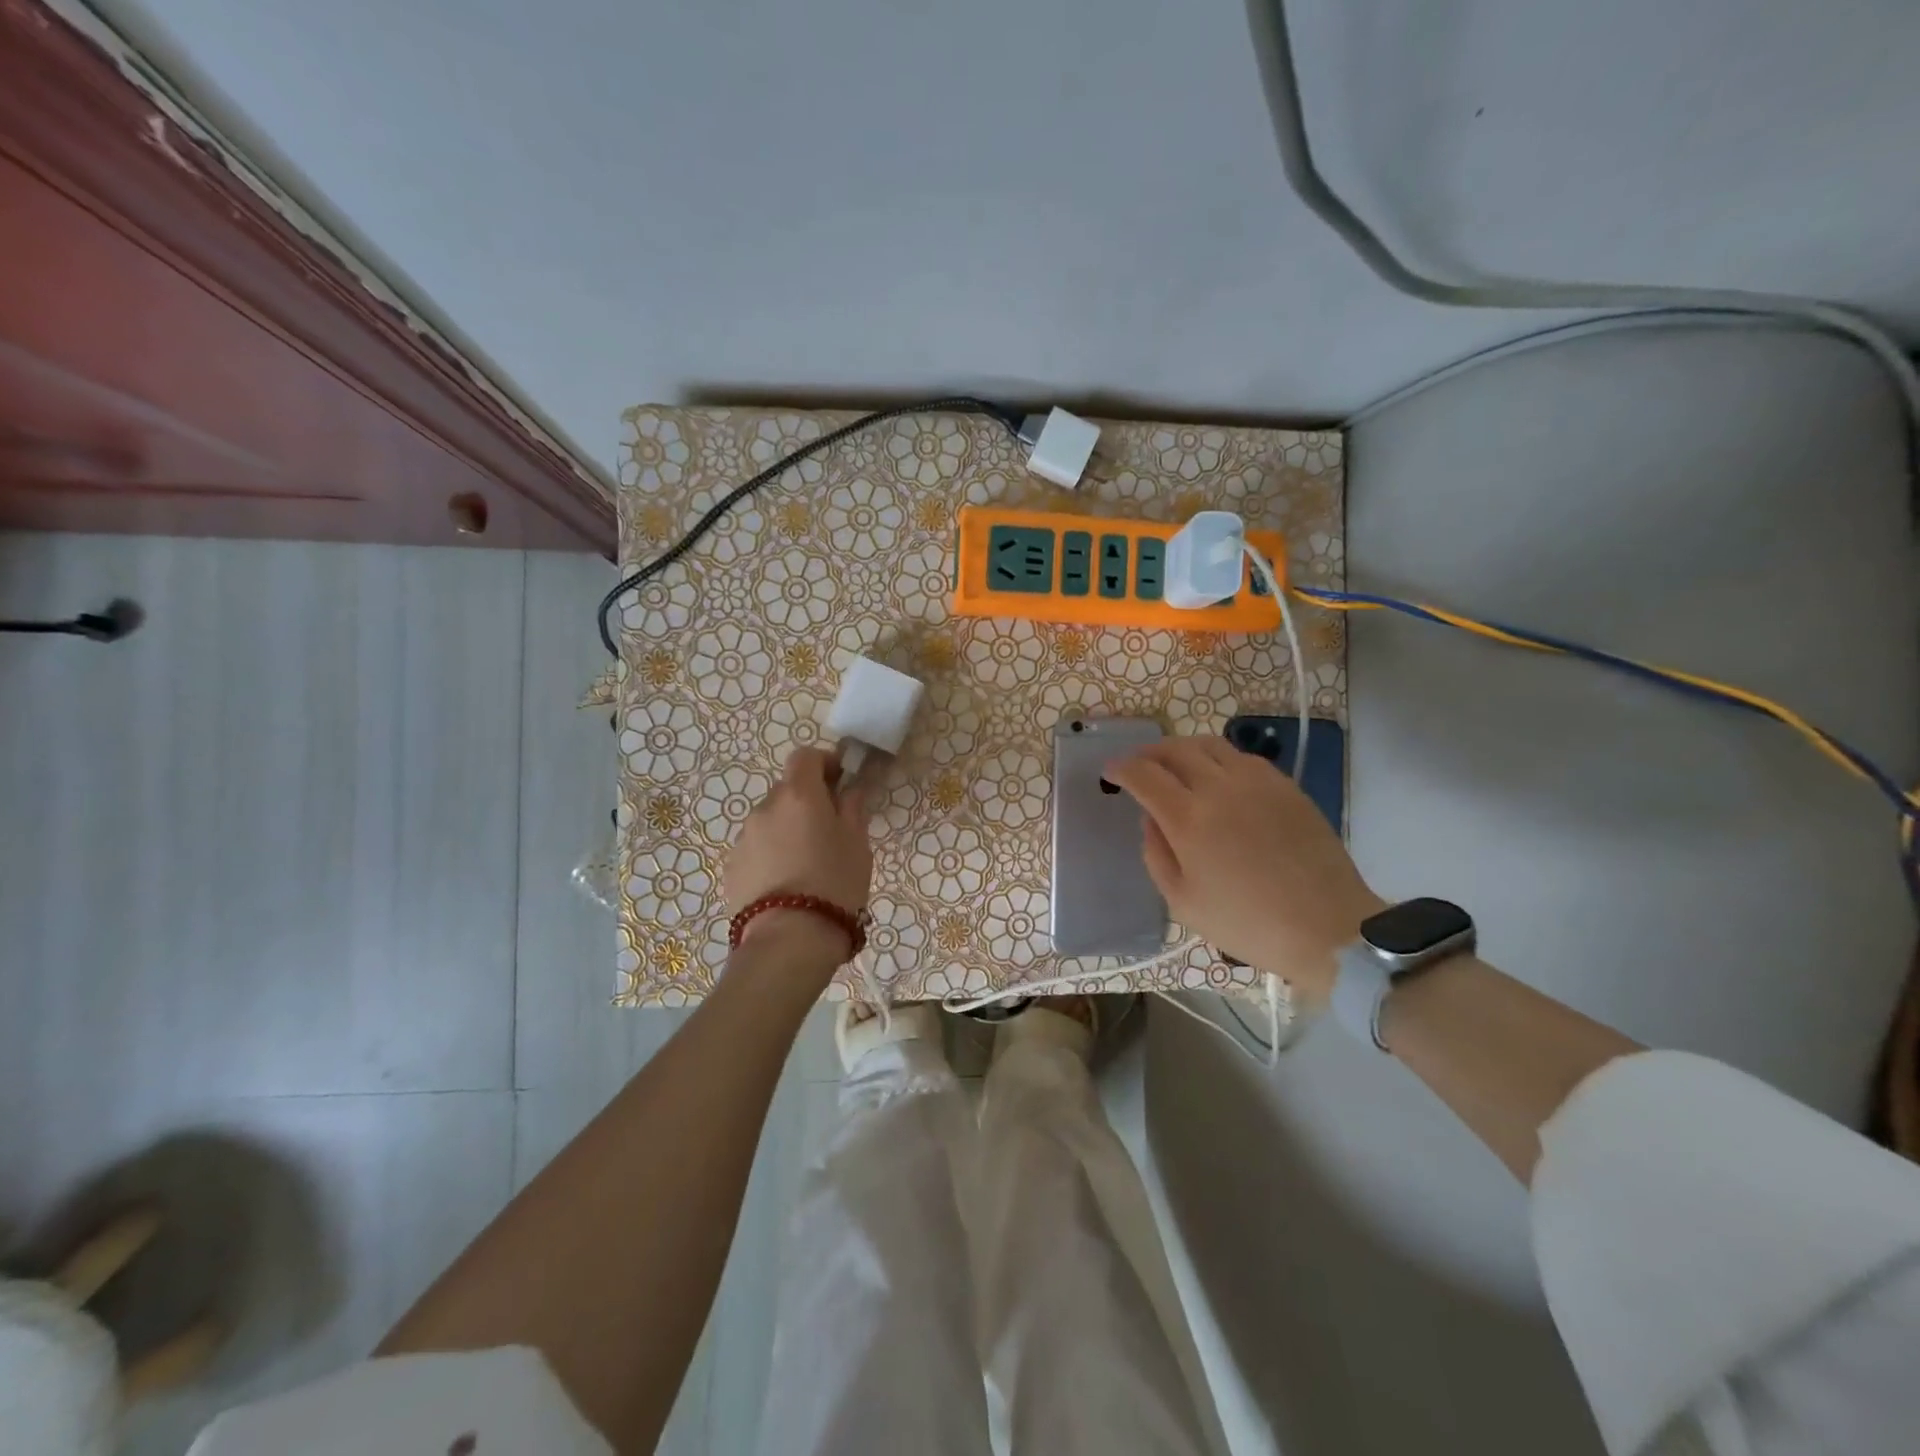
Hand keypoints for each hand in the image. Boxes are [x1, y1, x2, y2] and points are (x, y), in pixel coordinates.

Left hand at [725, 747, 872, 963]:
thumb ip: (853, 808)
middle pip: (787, 790)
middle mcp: (765, 808)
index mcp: (798, 794)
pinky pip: (757, 849)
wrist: (789, 940)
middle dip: (808, 802)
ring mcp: (743, 839)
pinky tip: (788, 885)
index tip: (841, 783)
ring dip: (788, 830)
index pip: (805, 756)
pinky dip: (772, 855)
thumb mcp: (857, 843)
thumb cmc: (835, 884)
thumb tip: (851, 788)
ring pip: (771, 822)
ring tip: (808, 866)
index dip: (824, 763)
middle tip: (830, 831)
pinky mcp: (731, 868)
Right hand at [1104, 737, 1385, 1003]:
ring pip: (1210, 744)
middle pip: (1175, 749)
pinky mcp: (1286, 786)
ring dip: (1183, 749)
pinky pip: (1243, 757)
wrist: (1327, 927)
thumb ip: (1156, 854)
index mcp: (1189, 819)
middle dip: (1149, 752)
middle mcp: (1220, 788)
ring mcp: (1257, 782)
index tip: (1111, 771)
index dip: (1122, 768)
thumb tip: (1150, 818)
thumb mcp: (1183, 902)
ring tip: (1176, 764)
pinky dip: (1218, 759)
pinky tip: (1218, 779)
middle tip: (1139, 764)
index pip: (1144, 775)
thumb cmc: (1247, 923)